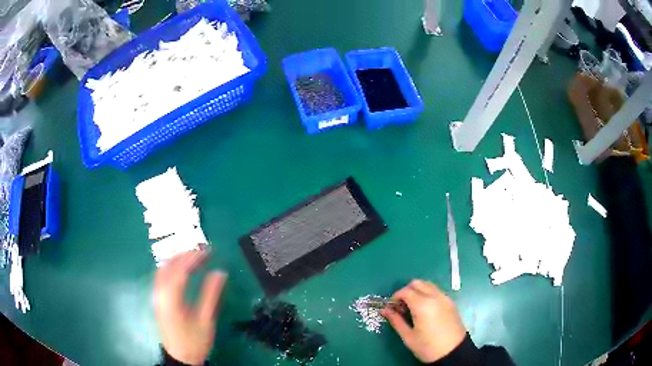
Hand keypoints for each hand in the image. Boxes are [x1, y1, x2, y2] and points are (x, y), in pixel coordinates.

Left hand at [153, 250, 227, 364]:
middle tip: (202, 250)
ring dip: (177, 259)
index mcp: (171, 299)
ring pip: (162, 269)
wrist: (180, 357)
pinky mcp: (157, 299)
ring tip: (193, 256)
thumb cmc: (194, 341)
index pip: (180, 270)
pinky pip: (161, 276)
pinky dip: (171, 267)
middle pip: (168, 266)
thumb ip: (211, 295)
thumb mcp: (206, 320)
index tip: (208, 251)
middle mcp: (159, 294)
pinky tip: (181, 268)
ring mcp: (156, 296)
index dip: (194, 257)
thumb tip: (220, 272)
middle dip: (185, 254)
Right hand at [382, 280, 466, 362]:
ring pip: (428, 285)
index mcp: (423, 305)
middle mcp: (435, 296)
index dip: (395, 297)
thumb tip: (385, 310)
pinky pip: (437, 291)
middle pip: (417, 283)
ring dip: (418, 291)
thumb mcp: (408, 336)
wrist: (454, 352)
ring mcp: (445, 298)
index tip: (392, 307)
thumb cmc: (428, 346)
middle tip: (401, 305)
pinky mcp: (451, 302)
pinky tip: (425, 309)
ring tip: (413, 307)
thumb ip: (396, 321)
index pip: (405, 291)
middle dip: (406, 290)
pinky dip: (428, 294)